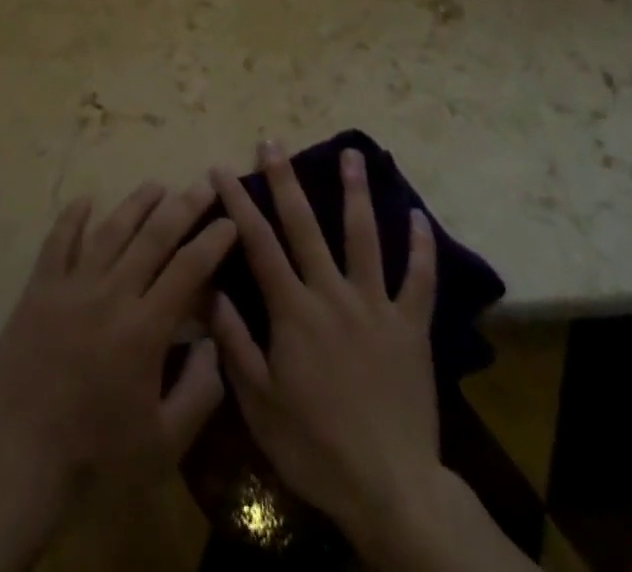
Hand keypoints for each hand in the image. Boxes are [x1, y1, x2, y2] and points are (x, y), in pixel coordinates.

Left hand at [0, 182, 236, 571]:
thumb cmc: (95, 457)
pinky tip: (85, 200)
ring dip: (136, 204)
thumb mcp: (164, 444)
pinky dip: (72, 217)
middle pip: (154, 237)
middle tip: (202, 185)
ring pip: (110, 231)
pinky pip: (58, 242)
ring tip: (156, 185)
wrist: (17, 460)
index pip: (189, 269)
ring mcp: (72, 287)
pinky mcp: (39, 290)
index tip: (230, 220)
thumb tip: (214, 343)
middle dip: (183, 207)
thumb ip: (199, 392)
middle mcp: (112, 294)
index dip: (213, 241)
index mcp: (145, 328)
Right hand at [210, 143, 528, 571]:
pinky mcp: (411, 325)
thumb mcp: (259, 404)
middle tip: (274, 142)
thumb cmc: (315, 447)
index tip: (221, 170)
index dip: (238, 202)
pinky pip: (419, 278)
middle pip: (305, 225)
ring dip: (355, 192)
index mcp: (293, 310)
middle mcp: (332, 294)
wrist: (389, 489)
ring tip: (351, 153)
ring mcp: (375, 305)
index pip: (258, 243)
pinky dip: (421, 246)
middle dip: (285, 180)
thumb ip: (235, 343)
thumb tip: (211, 288)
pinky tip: (419, 216)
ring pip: (364, 236)